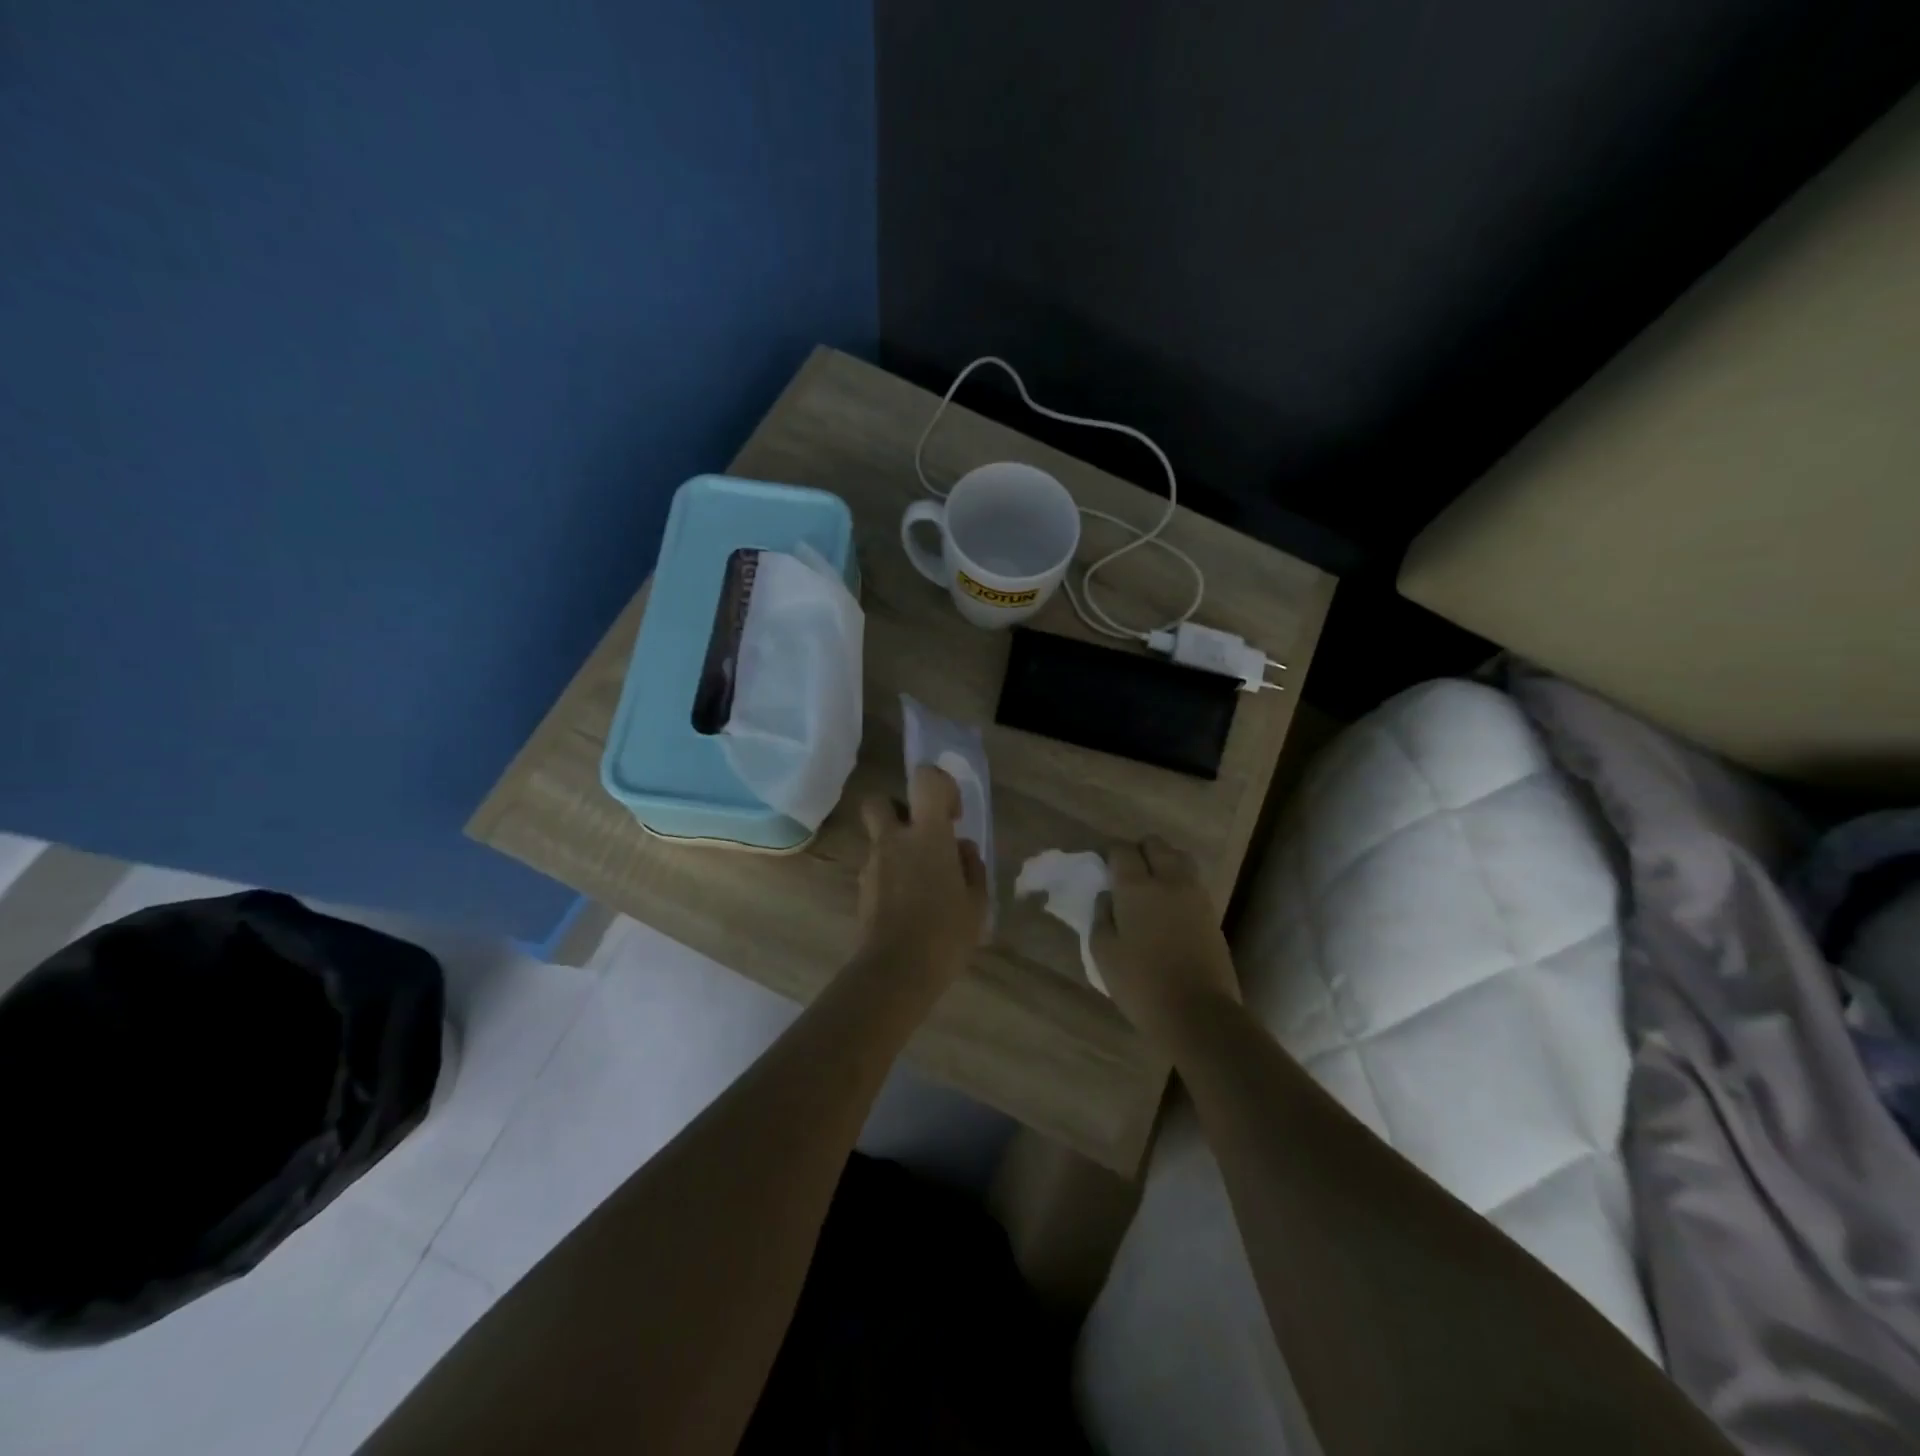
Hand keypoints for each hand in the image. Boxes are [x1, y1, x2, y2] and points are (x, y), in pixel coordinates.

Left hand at [855, 764, 988, 979]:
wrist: (896, 972)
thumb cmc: (945, 933)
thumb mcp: (977, 902)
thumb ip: (972, 868)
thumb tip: (961, 851)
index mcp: (927, 835)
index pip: (925, 780)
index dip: (941, 786)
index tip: (952, 816)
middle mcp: (893, 841)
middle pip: (879, 801)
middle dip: (898, 810)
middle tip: (922, 837)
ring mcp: (872, 865)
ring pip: (879, 839)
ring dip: (897, 849)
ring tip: (924, 885)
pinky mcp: (861, 891)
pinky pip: (877, 869)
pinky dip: (891, 876)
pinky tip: (910, 906)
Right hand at [1091, 836, 1239, 1043]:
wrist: (1198, 1013)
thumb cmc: (1141, 983)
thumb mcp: (1103, 952)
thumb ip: (1101, 915)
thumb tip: (1108, 895)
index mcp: (1136, 887)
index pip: (1122, 850)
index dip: (1109, 854)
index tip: (1102, 869)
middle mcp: (1168, 880)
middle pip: (1155, 844)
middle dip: (1138, 851)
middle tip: (1126, 875)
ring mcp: (1195, 895)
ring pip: (1179, 858)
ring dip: (1162, 862)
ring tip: (1150, 887)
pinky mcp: (1211, 912)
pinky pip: (1192, 881)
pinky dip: (1178, 882)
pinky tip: (1167, 906)